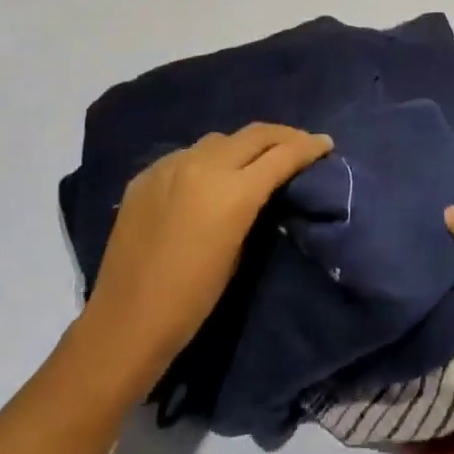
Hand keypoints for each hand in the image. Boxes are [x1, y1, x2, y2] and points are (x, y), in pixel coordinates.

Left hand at [73, 123, 332, 401]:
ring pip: (219, 139)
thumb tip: (264, 186)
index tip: (325, 144)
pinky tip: (209, 176)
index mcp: (233, 191)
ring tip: (255, 157)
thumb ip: (253, 205)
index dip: (309, 146)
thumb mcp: (239, 250)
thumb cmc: (194, 299)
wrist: (127, 320)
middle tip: (300, 143)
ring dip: (243, 144)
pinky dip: (207, 159)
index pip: (282, 154)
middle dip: (282, 135)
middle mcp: (203, 166)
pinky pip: (187, 155)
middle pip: (254, 134)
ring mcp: (171, 165)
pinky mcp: (146, 174)